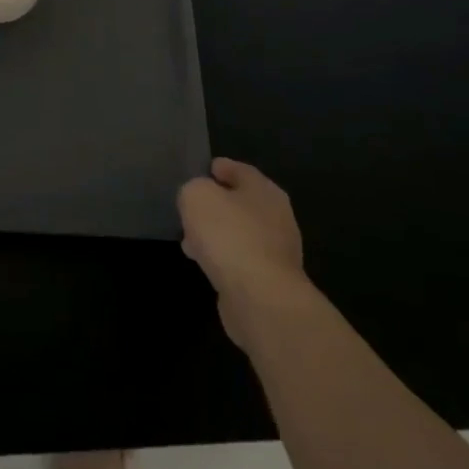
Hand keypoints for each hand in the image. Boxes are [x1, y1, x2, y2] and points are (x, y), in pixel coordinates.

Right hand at [178, 158, 313, 350]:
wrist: (260, 300)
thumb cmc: (229, 235)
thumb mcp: (196, 196)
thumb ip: (193, 190)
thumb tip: (197, 201)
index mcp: (265, 190)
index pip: (240, 170)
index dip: (219, 168)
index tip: (201, 172)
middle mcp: (277, 218)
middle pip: (241, 203)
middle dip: (216, 205)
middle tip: (191, 208)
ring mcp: (277, 253)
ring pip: (239, 234)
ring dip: (217, 235)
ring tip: (190, 240)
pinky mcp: (270, 283)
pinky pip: (240, 261)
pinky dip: (222, 259)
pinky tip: (203, 263)